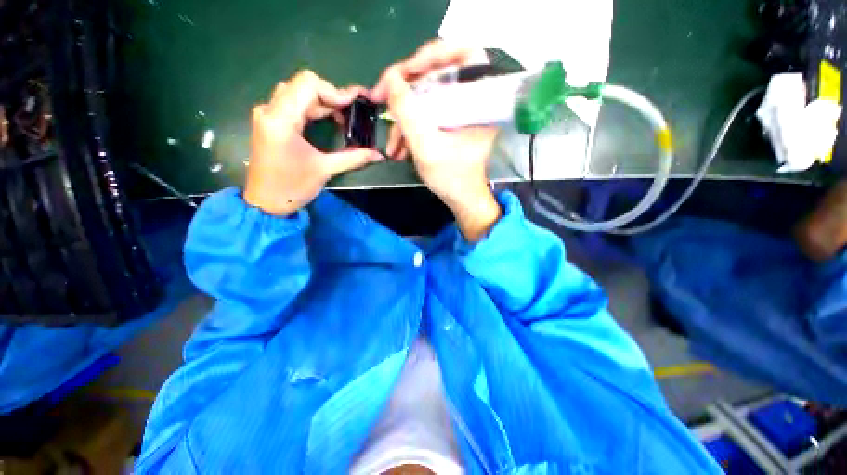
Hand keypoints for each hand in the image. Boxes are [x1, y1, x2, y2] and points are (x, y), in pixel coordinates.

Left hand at [244, 70, 383, 215]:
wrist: (265, 203)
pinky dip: (311, 109)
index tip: (354, 105)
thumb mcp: (325, 170)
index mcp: (281, 119)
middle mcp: (270, 110)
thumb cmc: (293, 187)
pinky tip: (326, 121)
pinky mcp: (269, 122)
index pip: (308, 84)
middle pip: (303, 86)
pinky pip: (292, 104)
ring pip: (297, 94)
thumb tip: (378, 155)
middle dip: (331, 98)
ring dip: (322, 103)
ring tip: (342, 119)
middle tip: (352, 114)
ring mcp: (267, 115)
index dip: (334, 91)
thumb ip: (353, 158)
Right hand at [371, 41, 500, 241]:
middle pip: (437, 73)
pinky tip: (398, 147)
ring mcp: (459, 111)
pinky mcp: (449, 122)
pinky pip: (426, 112)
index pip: (463, 54)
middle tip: (382, 97)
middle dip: (406, 88)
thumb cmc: (451, 178)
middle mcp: (471, 100)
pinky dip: (410, 126)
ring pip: (426, 96)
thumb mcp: (426, 148)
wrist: (460, 198)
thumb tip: (391, 82)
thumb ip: (408, 114)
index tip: (405, 72)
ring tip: (391, 144)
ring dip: (404, 115)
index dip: (432, 54)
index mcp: (478, 101)